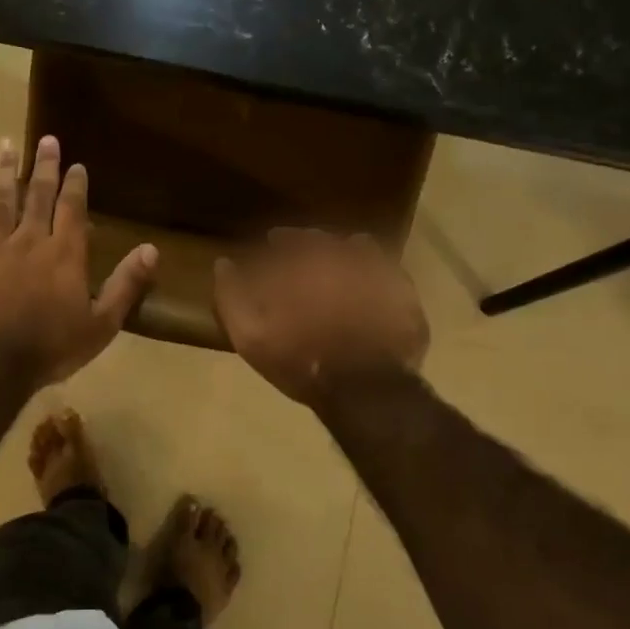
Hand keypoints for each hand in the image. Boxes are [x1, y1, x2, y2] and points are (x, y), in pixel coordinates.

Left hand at [0, 136, 157, 386]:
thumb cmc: (53, 345)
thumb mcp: (102, 323)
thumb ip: (126, 284)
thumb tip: (152, 249)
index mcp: (64, 253)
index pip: (72, 208)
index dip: (75, 184)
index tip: (77, 164)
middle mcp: (30, 240)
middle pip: (38, 195)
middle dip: (44, 166)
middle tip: (46, 139)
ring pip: (0, 201)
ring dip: (5, 173)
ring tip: (6, 145)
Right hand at [213, 229, 428, 406]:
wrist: (366, 390)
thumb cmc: (301, 361)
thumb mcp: (250, 336)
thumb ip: (232, 295)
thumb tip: (223, 263)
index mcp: (304, 261)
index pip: (288, 238)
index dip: (280, 241)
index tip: (274, 244)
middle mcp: (343, 255)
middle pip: (325, 240)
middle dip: (312, 245)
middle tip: (304, 259)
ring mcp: (380, 272)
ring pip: (360, 249)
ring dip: (346, 254)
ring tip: (340, 270)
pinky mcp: (406, 294)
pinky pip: (389, 272)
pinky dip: (377, 276)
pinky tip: (372, 290)